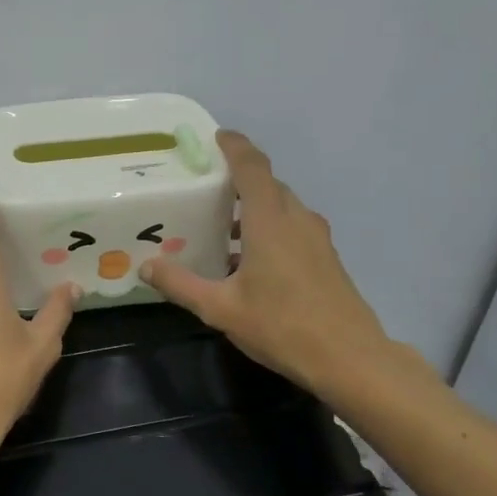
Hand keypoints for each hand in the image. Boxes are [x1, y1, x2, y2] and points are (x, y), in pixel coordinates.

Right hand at [140, 132, 406, 404]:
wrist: (350, 358)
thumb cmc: (282, 326)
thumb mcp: (220, 308)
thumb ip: (181, 284)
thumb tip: (146, 266)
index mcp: (270, 220)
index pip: (253, 166)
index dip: (235, 146)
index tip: (215, 137)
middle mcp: (297, 219)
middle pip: (267, 185)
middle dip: (238, 179)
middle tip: (204, 188)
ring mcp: (316, 238)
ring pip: (281, 208)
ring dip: (253, 208)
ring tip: (220, 227)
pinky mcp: (326, 258)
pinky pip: (292, 228)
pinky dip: (268, 228)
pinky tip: (247, 261)